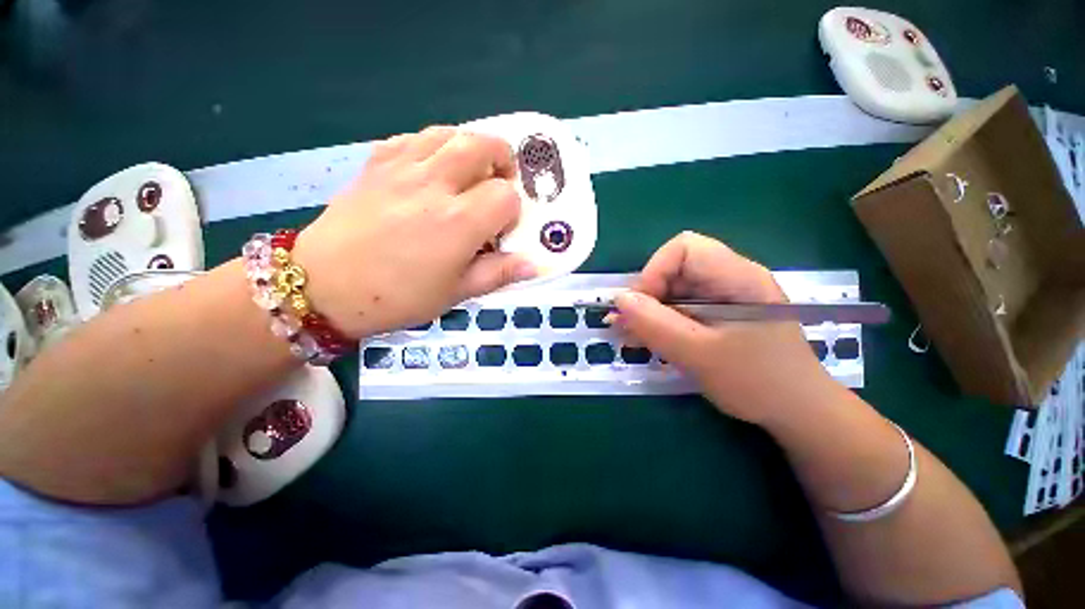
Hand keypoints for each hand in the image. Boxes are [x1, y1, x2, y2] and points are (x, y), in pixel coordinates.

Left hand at [293, 126, 535, 337]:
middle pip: (482, 146)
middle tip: (501, 180)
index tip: (502, 229)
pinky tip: (432, 167)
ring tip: (471, 171)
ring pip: (449, 133)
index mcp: (458, 222)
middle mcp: (434, 185)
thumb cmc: (397, 296)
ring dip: (470, 146)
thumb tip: (535, 264)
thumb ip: (499, 273)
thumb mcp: (456, 293)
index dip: (512, 211)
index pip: (506, 196)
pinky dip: (433, 145)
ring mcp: (402, 168)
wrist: (323, 286)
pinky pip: (413, 138)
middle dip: (502, 159)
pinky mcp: (376, 163)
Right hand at [612, 231, 830, 425]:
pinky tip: (652, 338)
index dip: (654, 271)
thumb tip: (619, 299)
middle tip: (631, 327)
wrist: (797, 411)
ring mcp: (725, 295)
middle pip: (675, 268)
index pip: (684, 248)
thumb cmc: (757, 382)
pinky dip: (662, 320)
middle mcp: (731, 277)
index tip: (640, 307)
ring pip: (674, 288)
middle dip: (648, 295)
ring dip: (651, 310)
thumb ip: (656, 325)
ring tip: (636, 336)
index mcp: (738, 277)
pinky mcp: (719, 312)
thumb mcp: (700, 355)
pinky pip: (681, 305)